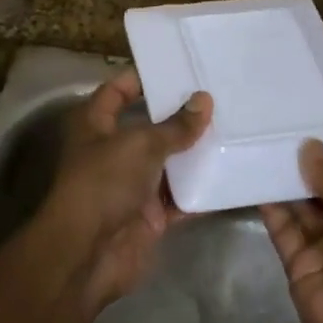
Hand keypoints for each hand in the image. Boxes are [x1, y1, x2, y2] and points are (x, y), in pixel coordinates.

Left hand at [34, 69, 211, 311]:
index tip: (177, 69)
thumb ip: (175, 126)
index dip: (140, 79)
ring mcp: (132, 186)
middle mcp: (112, 152)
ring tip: (234, 129)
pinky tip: (232, 174)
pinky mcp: (150, 216)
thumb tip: (204, 101)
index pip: (116, 92)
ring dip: (195, 153)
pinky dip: (202, 190)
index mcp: (96, 126)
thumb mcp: (140, 145)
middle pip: (149, 128)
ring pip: (168, 164)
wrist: (88, 253)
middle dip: (180, 116)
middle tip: (220, 97)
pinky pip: (180, 198)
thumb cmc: (104, 184)